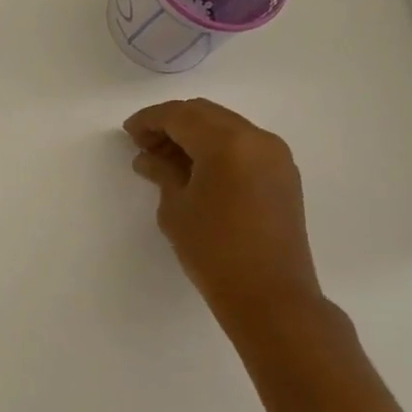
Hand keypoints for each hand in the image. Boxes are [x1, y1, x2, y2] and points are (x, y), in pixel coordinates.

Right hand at [123, 98, 321, 336]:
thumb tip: (148, 158)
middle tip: (144, 145)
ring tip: (166, 160)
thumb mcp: (176, 208)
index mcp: (227, 142)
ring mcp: (275, 155)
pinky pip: (243, 145)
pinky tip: (196, 170)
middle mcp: (256, 138)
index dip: (149, 120)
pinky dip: (216, 147)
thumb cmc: (214, 251)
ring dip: (194, 135)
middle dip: (171, 123)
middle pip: (204, 114)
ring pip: (225, 126)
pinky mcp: (283, 175)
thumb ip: (162, 172)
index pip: (179, 115)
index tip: (128, 134)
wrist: (271, 297)